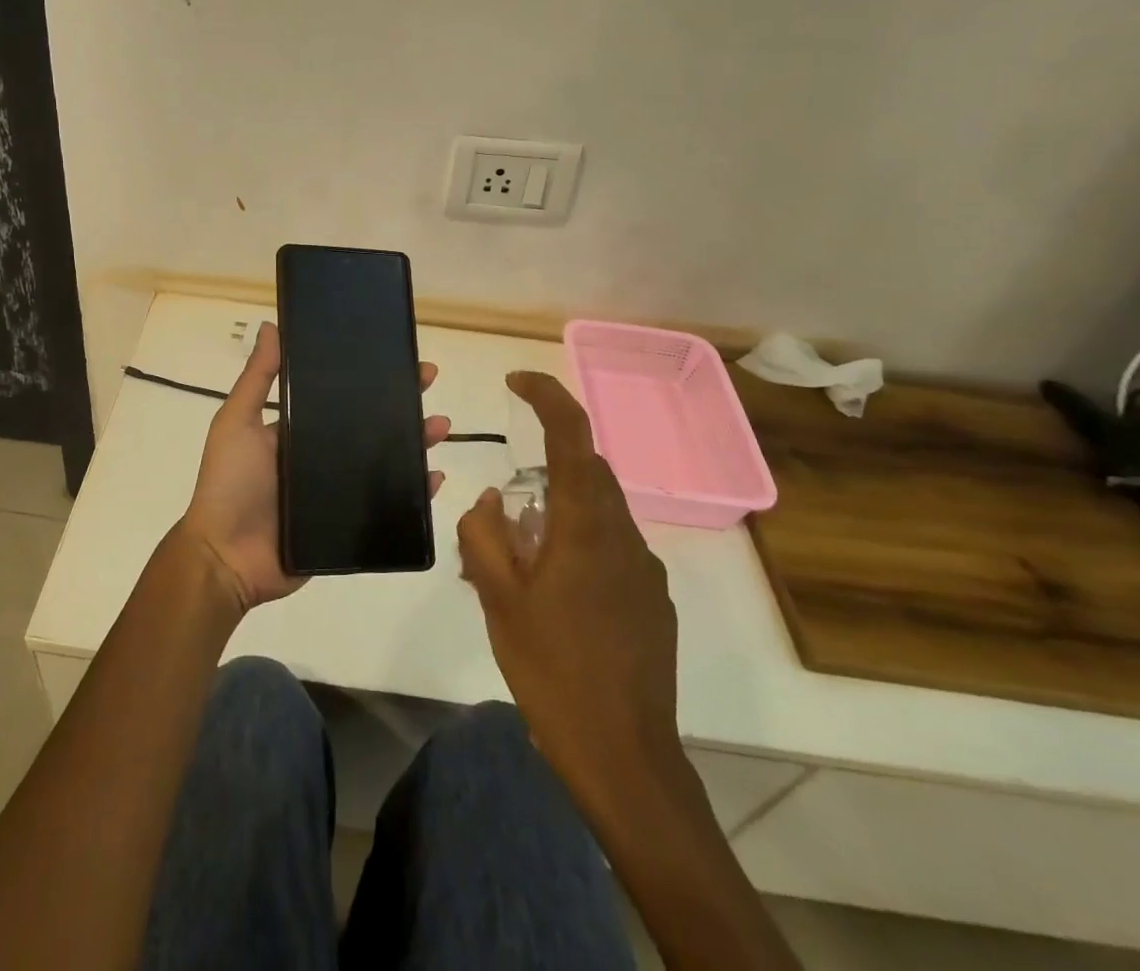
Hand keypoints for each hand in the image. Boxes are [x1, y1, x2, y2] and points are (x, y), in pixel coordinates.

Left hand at [178, 322, 450, 613]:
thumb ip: (256, 379)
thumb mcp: (237, 422)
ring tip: (439, 427)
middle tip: (428, 383)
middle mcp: (322, 456)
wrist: (225, 557)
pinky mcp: (350, 525)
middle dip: (402, 403)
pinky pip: (389, 505)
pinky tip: (435, 478)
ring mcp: (338, 491)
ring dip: (416, 442)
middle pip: (371, 425)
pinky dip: (415, 492)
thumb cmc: (229, 483)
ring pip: (386, 461)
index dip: (369, 378)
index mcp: (299, 430)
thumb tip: (270, 325)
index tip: (395, 357)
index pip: (342, 396)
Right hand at [457, 370, 681, 803]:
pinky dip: (580, 545)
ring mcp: (645, 571)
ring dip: (561, 511)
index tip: (515, 380)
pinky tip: (555, 597)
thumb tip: (492, 499)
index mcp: (585, 526)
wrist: (626, 758)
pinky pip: (612, 549)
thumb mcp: (498, 600)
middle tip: (505, 509)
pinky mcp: (653, 602)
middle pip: (587, 471)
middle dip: (546, 466)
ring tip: (522, 562)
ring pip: (599, 511)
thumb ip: (486, 535)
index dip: (547, 395)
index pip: (573, 435)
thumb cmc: (553, 672)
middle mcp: (623, 536)